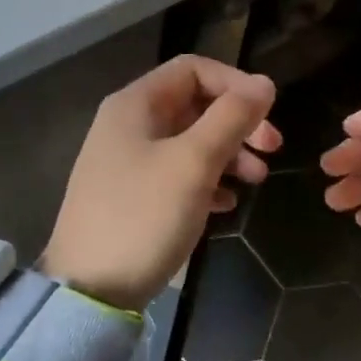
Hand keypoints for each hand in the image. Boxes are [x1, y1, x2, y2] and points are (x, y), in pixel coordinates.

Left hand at [41, 56, 280, 311]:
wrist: (88, 291)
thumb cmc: (143, 217)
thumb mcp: (193, 164)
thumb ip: (231, 119)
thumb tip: (264, 83)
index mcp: (135, 104)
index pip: (193, 69)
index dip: (236, 83)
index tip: (268, 114)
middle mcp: (128, 123)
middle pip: (193, 104)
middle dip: (237, 122)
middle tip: (273, 149)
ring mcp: (127, 161)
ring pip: (188, 140)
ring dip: (227, 153)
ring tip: (257, 181)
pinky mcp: (131, 195)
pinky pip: (176, 173)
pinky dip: (206, 180)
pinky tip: (227, 204)